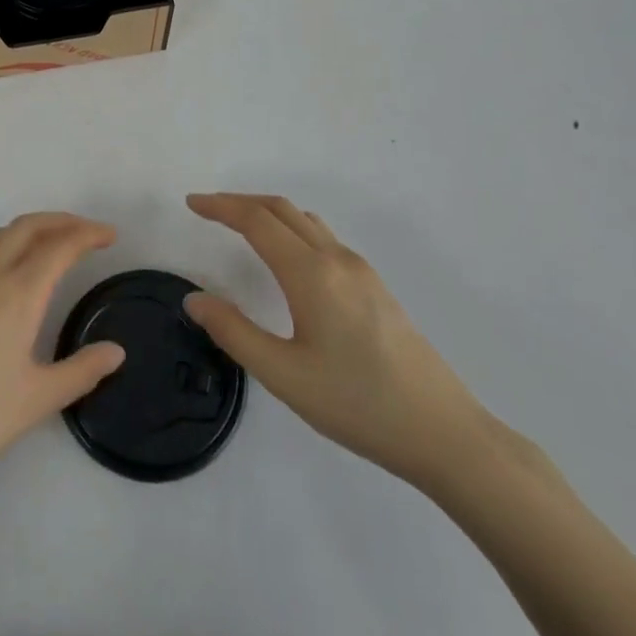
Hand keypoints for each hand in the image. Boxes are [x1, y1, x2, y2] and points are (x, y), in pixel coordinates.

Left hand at [0, 213, 125, 508]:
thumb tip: (116, 351)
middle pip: (28, 227)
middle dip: (61, 221)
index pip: (60, 246)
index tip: (110, 236)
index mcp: (19, 293)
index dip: (88, 234)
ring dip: (27, 229)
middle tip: (86, 232)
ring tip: (46, 245)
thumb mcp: (38, 400)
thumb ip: (82, 371)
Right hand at [182, 193, 498, 489]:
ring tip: (240, 227)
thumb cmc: (358, 404)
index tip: (191, 203)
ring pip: (306, 221)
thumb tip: (195, 299)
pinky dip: (292, 230)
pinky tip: (287, 260)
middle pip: (281, 209)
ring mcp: (361, 270)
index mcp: (311, 273)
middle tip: (207, 209)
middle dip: (240, 202)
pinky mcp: (375, 287)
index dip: (220, 207)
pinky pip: (324, 238)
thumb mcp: (284, 376)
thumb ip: (234, 332)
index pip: (256, 221)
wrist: (444, 433)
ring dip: (268, 213)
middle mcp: (336, 259)